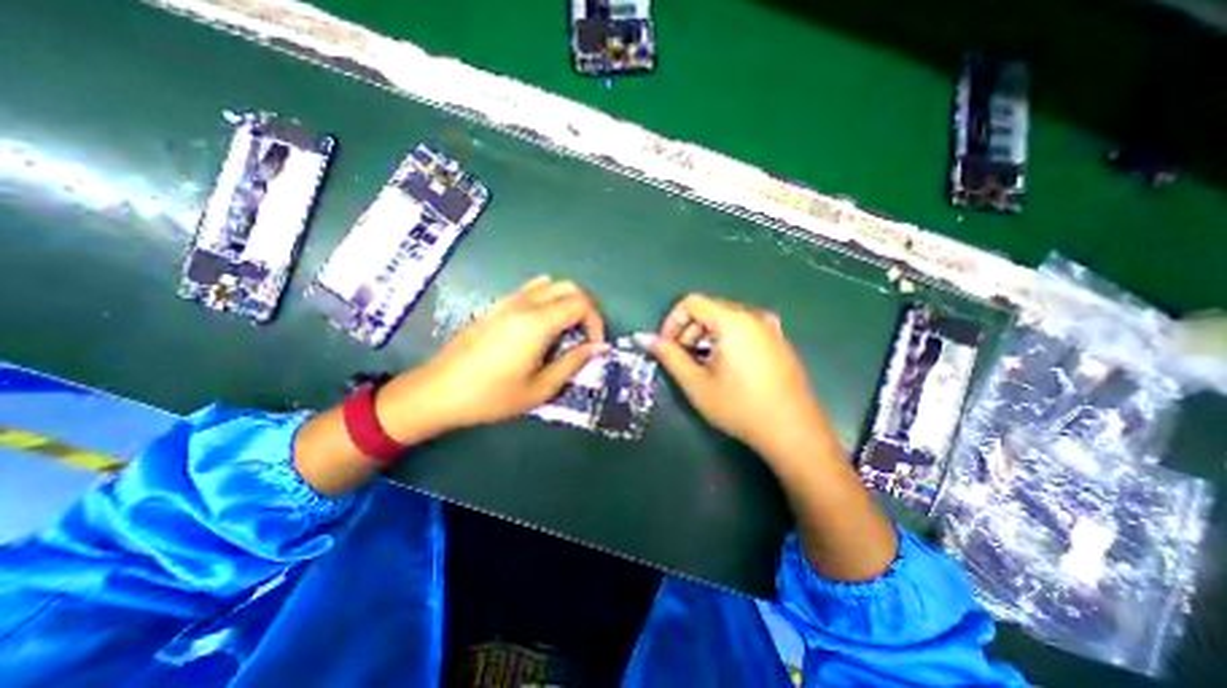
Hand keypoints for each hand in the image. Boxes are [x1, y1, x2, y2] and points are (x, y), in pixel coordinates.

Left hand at [375, 275, 601, 439]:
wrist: (438, 391)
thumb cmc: (491, 396)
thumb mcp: (540, 389)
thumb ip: (573, 363)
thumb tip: (598, 347)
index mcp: (536, 323)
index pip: (581, 304)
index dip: (596, 322)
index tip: (594, 346)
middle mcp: (524, 304)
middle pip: (569, 286)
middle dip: (586, 307)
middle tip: (587, 334)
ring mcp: (507, 302)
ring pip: (550, 284)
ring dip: (567, 301)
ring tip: (568, 329)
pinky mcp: (496, 306)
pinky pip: (531, 290)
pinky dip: (549, 299)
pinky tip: (543, 326)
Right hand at [645, 293, 828, 464]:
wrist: (794, 432)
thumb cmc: (740, 407)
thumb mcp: (697, 384)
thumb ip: (669, 356)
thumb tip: (644, 338)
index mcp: (733, 321)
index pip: (692, 303)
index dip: (672, 322)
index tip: (666, 347)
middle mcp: (754, 316)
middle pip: (710, 309)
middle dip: (688, 330)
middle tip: (682, 359)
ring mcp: (770, 327)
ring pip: (726, 319)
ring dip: (706, 336)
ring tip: (702, 365)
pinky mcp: (779, 341)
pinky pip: (744, 328)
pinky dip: (726, 339)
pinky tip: (726, 367)